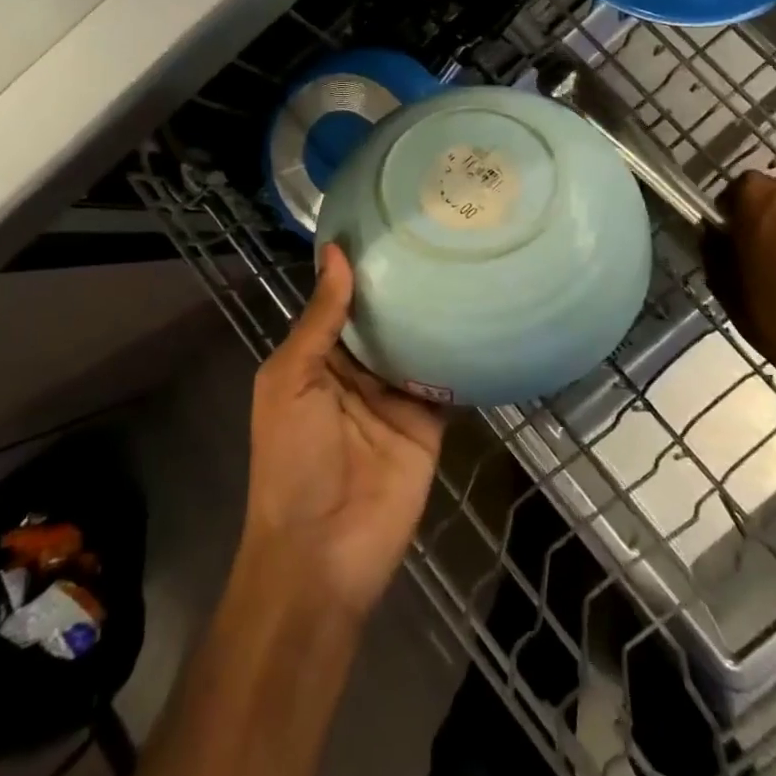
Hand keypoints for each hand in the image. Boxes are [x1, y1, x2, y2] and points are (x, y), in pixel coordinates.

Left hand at [241, 244, 445, 616]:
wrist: (323, 555)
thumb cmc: (292, 460)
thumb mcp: (290, 380)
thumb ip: (319, 320)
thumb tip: (336, 253)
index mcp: (319, 359)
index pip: (343, 302)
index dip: (361, 267)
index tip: (388, 221)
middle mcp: (359, 371)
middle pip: (385, 318)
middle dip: (404, 284)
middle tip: (439, 229)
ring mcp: (396, 396)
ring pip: (417, 342)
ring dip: (435, 312)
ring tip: (465, 258)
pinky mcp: (429, 421)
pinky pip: (447, 379)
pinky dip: (462, 353)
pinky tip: (484, 312)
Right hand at [703, 171, 775, 446]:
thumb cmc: (774, 311)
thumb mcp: (724, 285)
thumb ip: (713, 249)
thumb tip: (713, 233)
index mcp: (757, 195)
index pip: (735, 189)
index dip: (731, 213)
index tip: (730, 238)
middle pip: (773, 196)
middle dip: (765, 217)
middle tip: (758, 252)